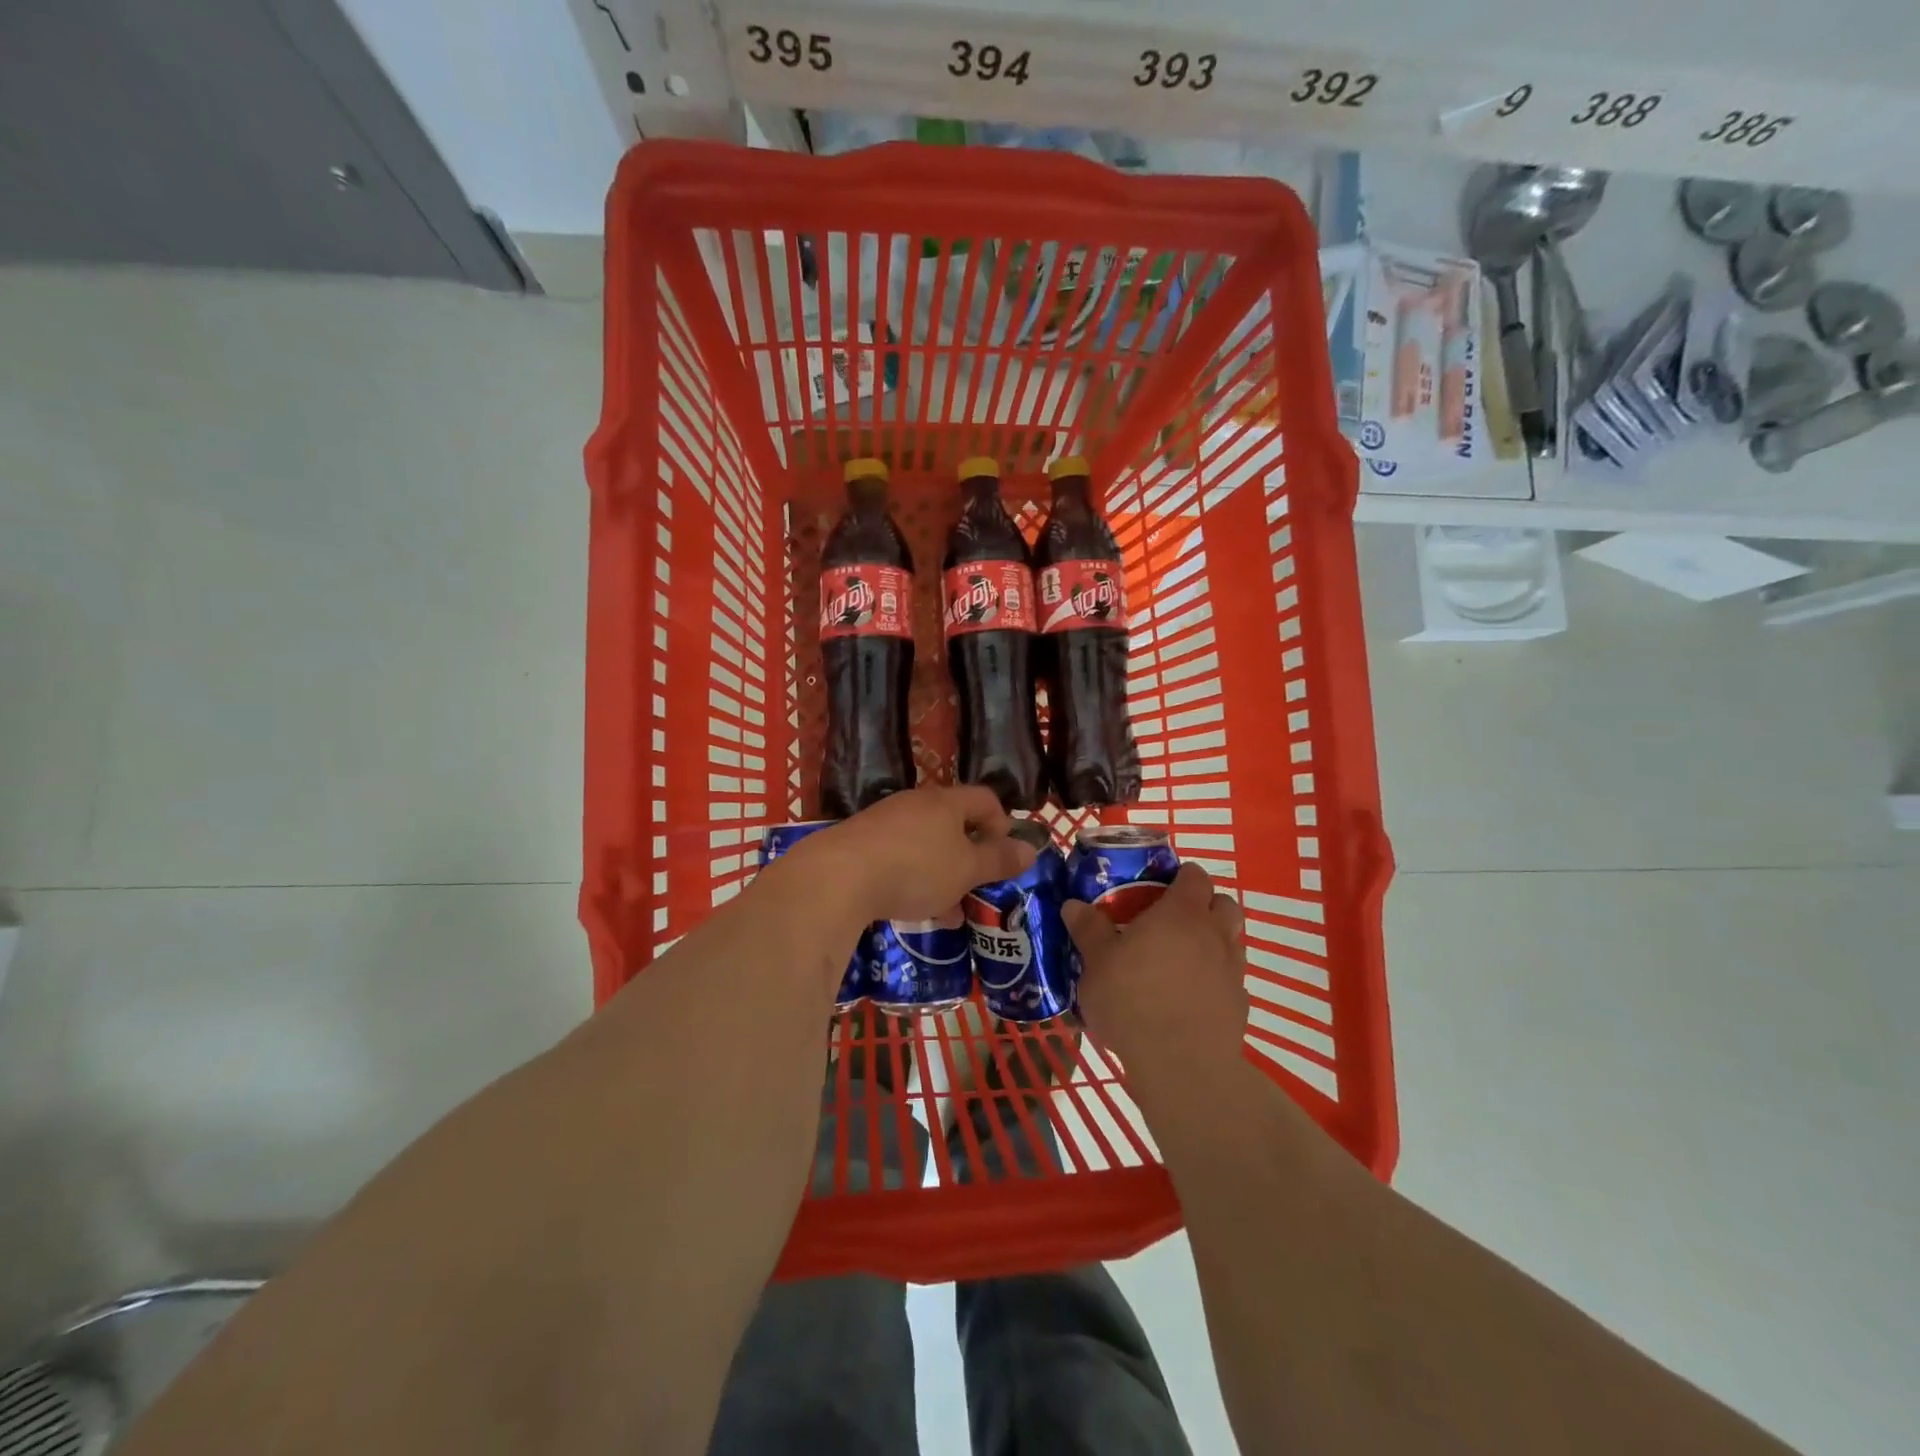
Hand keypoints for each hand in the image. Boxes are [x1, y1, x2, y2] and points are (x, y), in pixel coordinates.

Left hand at [797, 785, 1035, 922]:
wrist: (837, 878)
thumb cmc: (915, 868)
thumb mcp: (966, 870)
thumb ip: (999, 859)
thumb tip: (1030, 848)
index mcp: (946, 802)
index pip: (985, 799)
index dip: (1002, 824)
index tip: (1005, 856)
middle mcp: (915, 803)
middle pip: (953, 822)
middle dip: (970, 856)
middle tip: (978, 888)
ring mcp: (883, 822)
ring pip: (925, 844)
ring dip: (942, 874)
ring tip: (948, 911)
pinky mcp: (858, 844)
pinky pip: (897, 857)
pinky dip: (912, 879)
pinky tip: (911, 910)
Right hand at [1064, 864, 1248, 1084]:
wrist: (1181, 1065)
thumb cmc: (1133, 1001)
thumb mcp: (1097, 962)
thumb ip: (1088, 929)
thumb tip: (1073, 904)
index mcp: (1182, 913)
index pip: (1195, 876)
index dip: (1181, 875)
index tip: (1160, 885)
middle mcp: (1214, 933)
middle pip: (1224, 903)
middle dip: (1204, 905)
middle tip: (1172, 920)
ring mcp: (1232, 969)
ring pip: (1232, 939)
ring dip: (1213, 939)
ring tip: (1180, 957)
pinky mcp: (1240, 1004)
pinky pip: (1231, 977)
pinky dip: (1215, 976)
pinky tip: (1189, 995)